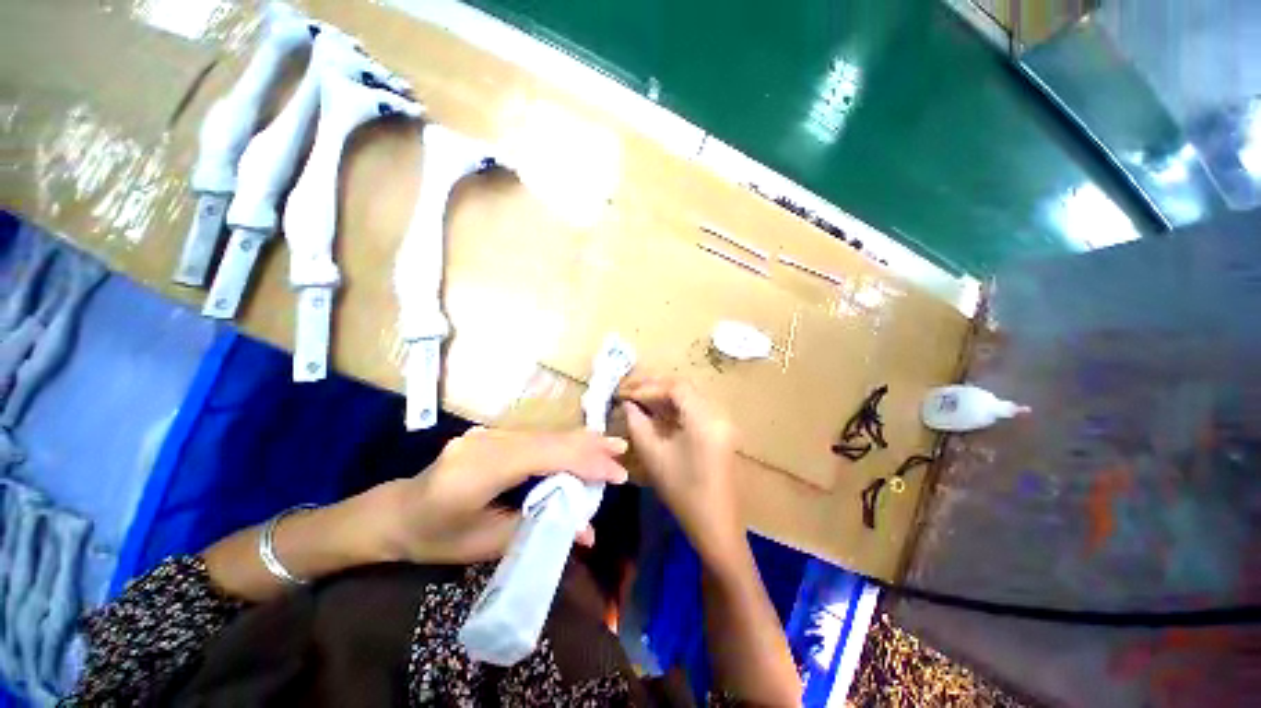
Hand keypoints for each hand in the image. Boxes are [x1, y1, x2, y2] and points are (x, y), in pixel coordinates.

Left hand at [359, 427, 628, 563]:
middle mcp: (488, 442)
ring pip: (546, 433)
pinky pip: (537, 436)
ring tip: (610, 445)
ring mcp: (490, 434)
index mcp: (480, 470)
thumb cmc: (435, 538)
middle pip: (550, 440)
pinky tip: (581, 443)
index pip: (545, 457)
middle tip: (621, 454)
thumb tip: (586, 532)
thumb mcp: (484, 545)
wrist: (396, 513)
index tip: (616, 476)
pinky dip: (563, 441)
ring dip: (580, 440)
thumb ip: (538, 530)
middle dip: (590, 447)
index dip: (585, 463)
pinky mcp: (494, 434)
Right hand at [618, 376, 744, 569]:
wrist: (715, 523)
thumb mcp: (653, 456)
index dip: (648, 388)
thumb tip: (628, 404)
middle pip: (685, 386)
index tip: (626, 395)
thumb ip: (637, 424)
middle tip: (631, 391)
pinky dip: (676, 405)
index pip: (675, 388)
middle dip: (656, 386)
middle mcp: (718, 413)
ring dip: (665, 394)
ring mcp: (722, 420)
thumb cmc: (682, 492)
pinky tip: (658, 410)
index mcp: (704, 420)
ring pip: (691, 394)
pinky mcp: (721, 429)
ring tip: (640, 398)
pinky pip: (696, 406)